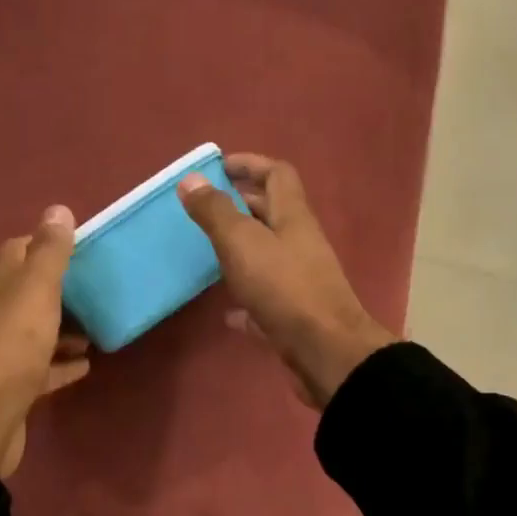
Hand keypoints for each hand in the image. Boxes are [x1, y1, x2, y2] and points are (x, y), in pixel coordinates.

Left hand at [0, 206, 90, 476]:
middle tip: (100, 286)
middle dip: (62, 287)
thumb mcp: (35, 293)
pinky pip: (44, 367)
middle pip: (29, 292)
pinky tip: (87, 364)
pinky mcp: (16, 386)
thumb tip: (58, 209)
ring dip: (66, 326)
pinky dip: (64, 362)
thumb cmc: (11, 349)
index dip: (47, 244)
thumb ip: (49, 253)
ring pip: (38, 329)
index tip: (83, 248)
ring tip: (100, 324)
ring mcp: (5, 352)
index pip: (18, 251)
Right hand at [178, 155, 394, 408]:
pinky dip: (246, 297)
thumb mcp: (242, 243)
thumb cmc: (284, 288)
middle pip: (272, 213)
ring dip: (242, 250)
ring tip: (209, 253)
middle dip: (241, 205)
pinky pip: (265, 297)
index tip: (218, 167)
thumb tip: (191, 179)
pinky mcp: (294, 314)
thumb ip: (216, 212)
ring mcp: (300, 279)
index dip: (250, 164)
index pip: (277, 174)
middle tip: (206, 209)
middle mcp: (300, 242)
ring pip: (268, 254)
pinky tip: (225, 311)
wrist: (325, 351)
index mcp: (293, 216)